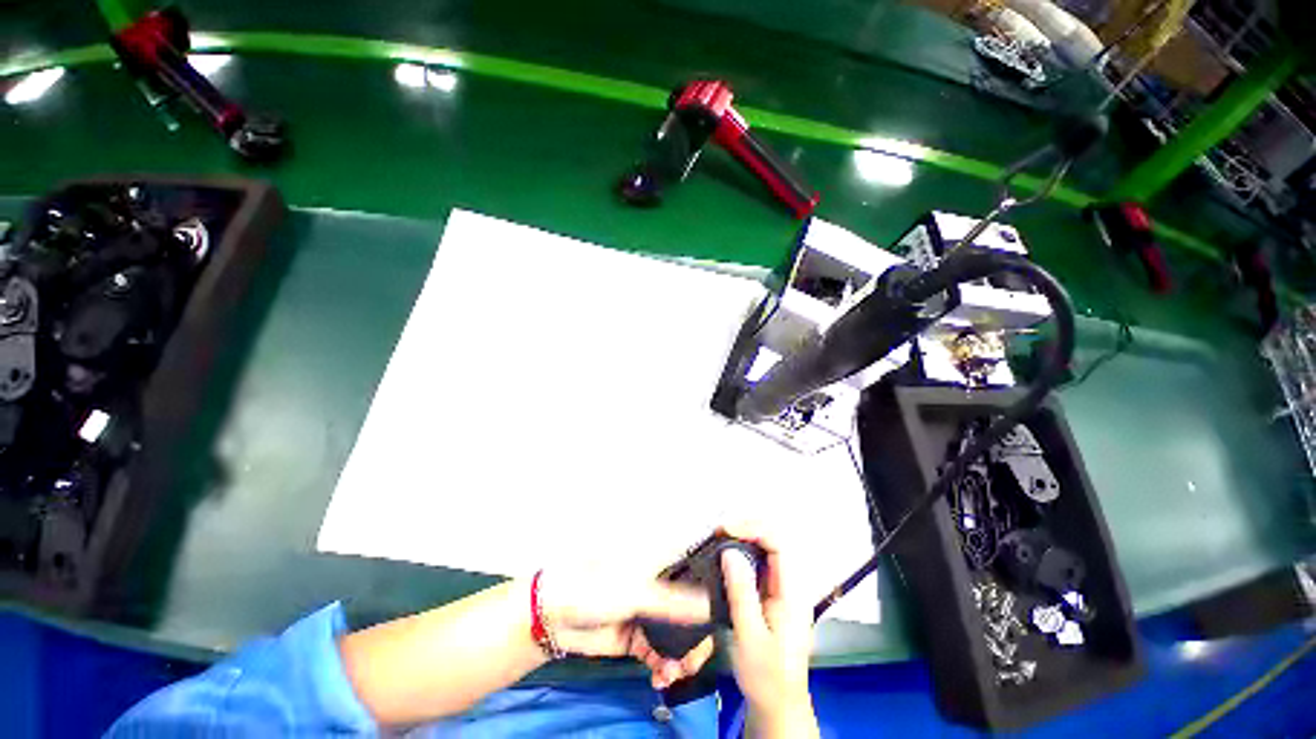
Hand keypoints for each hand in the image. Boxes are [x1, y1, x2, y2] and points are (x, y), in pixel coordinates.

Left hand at [538, 569, 715, 688]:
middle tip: (696, 660)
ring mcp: (648, 612)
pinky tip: (662, 677)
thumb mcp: (636, 592)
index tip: (726, 615)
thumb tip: (710, 607)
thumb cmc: (596, 586)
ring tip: (676, 673)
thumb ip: (673, 602)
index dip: (714, 589)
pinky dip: (664, 665)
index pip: (697, 571)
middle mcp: (660, 584)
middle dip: (697, 637)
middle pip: (691, 609)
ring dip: (682, 656)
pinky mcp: (636, 636)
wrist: (555, 615)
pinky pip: (659, 652)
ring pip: (677, 634)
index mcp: (661, 561)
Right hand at [720, 525, 818, 737]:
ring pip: (769, 549)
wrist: (778, 706)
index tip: (725, 530)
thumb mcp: (749, 636)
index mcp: (792, 594)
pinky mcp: (774, 595)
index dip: (753, 530)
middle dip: (748, 528)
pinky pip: (762, 562)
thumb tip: (729, 551)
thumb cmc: (765, 676)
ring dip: (746, 537)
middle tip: (720, 530)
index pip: (778, 545)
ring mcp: (784, 590)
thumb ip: (741, 593)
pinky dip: (744, 551)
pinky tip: (728, 554)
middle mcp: (791, 586)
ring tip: (721, 535)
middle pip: (775, 541)